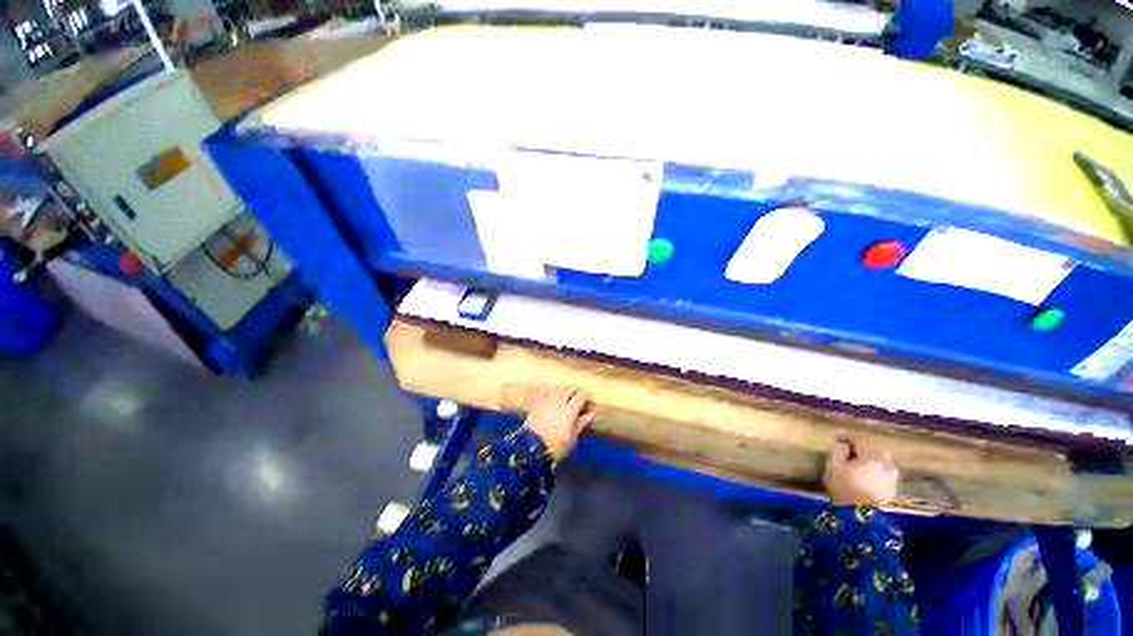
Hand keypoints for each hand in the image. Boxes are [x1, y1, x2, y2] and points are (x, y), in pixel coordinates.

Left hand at [523, 387, 593, 460]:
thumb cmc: (555, 447)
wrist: (530, 449)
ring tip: (566, 395)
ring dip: (564, 390)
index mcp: (569, 410)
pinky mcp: (536, 403)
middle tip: (578, 397)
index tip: (590, 398)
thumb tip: (590, 414)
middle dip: (575, 391)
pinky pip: (545, 391)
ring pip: (557, 388)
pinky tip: (552, 394)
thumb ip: (581, 424)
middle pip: (569, 389)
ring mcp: (546, 400)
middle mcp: (558, 401)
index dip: (586, 395)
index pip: (580, 396)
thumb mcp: (571, 439)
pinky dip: (551, 391)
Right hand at [823, 439, 899, 506]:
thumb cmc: (843, 487)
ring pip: (881, 458)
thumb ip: (839, 449)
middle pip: (873, 447)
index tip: (838, 437)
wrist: (857, 515)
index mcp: (872, 456)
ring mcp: (893, 475)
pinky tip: (867, 473)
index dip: (847, 436)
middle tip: (848, 450)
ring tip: (859, 462)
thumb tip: (844, 443)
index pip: (859, 438)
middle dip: (861, 446)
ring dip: (870, 457)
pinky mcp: (894, 485)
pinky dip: (876, 467)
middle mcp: (887, 463)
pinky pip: (885, 469)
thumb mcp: (833, 464)